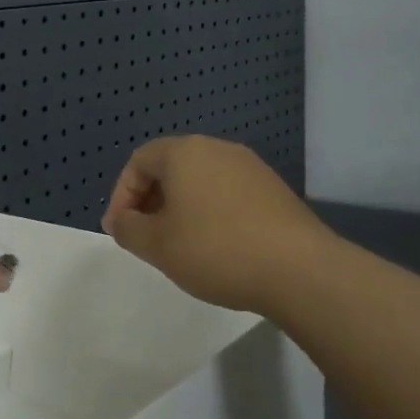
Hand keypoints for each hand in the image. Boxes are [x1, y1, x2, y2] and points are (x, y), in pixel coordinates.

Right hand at [102, 136, 329, 316]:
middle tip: (146, 237)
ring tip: (179, 245)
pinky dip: (210, 213)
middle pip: (171, 167)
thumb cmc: (216, 250)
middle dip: (150, 201)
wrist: (299, 269)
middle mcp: (218, 149)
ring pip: (201, 181)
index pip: (139, 161)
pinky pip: (227, 193)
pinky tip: (216, 247)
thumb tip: (120, 220)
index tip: (121, 230)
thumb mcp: (157, 245)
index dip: (122, 195)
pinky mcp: (273, 189)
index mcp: (185, 153)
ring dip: (181, 208)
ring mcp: (251, 167)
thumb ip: (128, 229)